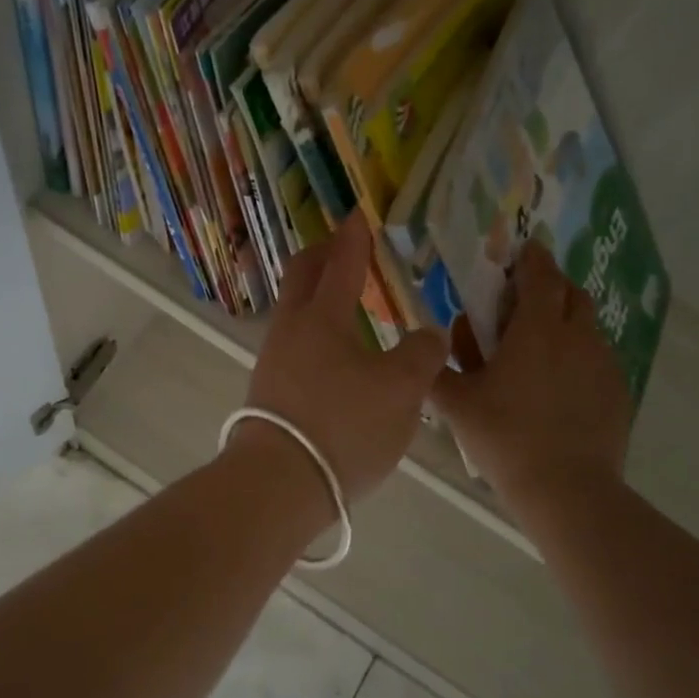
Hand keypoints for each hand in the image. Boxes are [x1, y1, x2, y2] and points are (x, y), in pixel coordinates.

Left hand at [240, 212, 448, 503]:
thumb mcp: (401, 391)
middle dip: (323, 254)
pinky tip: (337, 354)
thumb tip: (429, 334)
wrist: (278, 483)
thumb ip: (421, 356)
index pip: (341, 262)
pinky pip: (294, 341)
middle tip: (346, 246)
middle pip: (302, 275)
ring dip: (318, 295)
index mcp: (322, 316)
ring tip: (348, 303)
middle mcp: (291, 328)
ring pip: (295, 310)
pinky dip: (316, 330)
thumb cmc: (343, 426)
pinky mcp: (269, 389)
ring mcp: (273, 359)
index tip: (359, 214)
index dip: (354, 236)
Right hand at [430, 242, 633, 501]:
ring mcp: (603, 364)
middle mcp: (577, 336)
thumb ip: (435, 371)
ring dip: (565, 323)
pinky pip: (598, 358)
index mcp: (536, 329)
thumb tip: (424, 349)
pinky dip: (579, 356)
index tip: (523, 251)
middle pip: (572, 293)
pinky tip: (560, 387)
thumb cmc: (505, 438)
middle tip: (525, 303)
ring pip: (588, 326)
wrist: (566, 490)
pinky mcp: (618, 391)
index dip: (531, 258)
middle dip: (551, 287)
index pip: (539, 274)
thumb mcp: (457, 404)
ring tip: (540, 348)